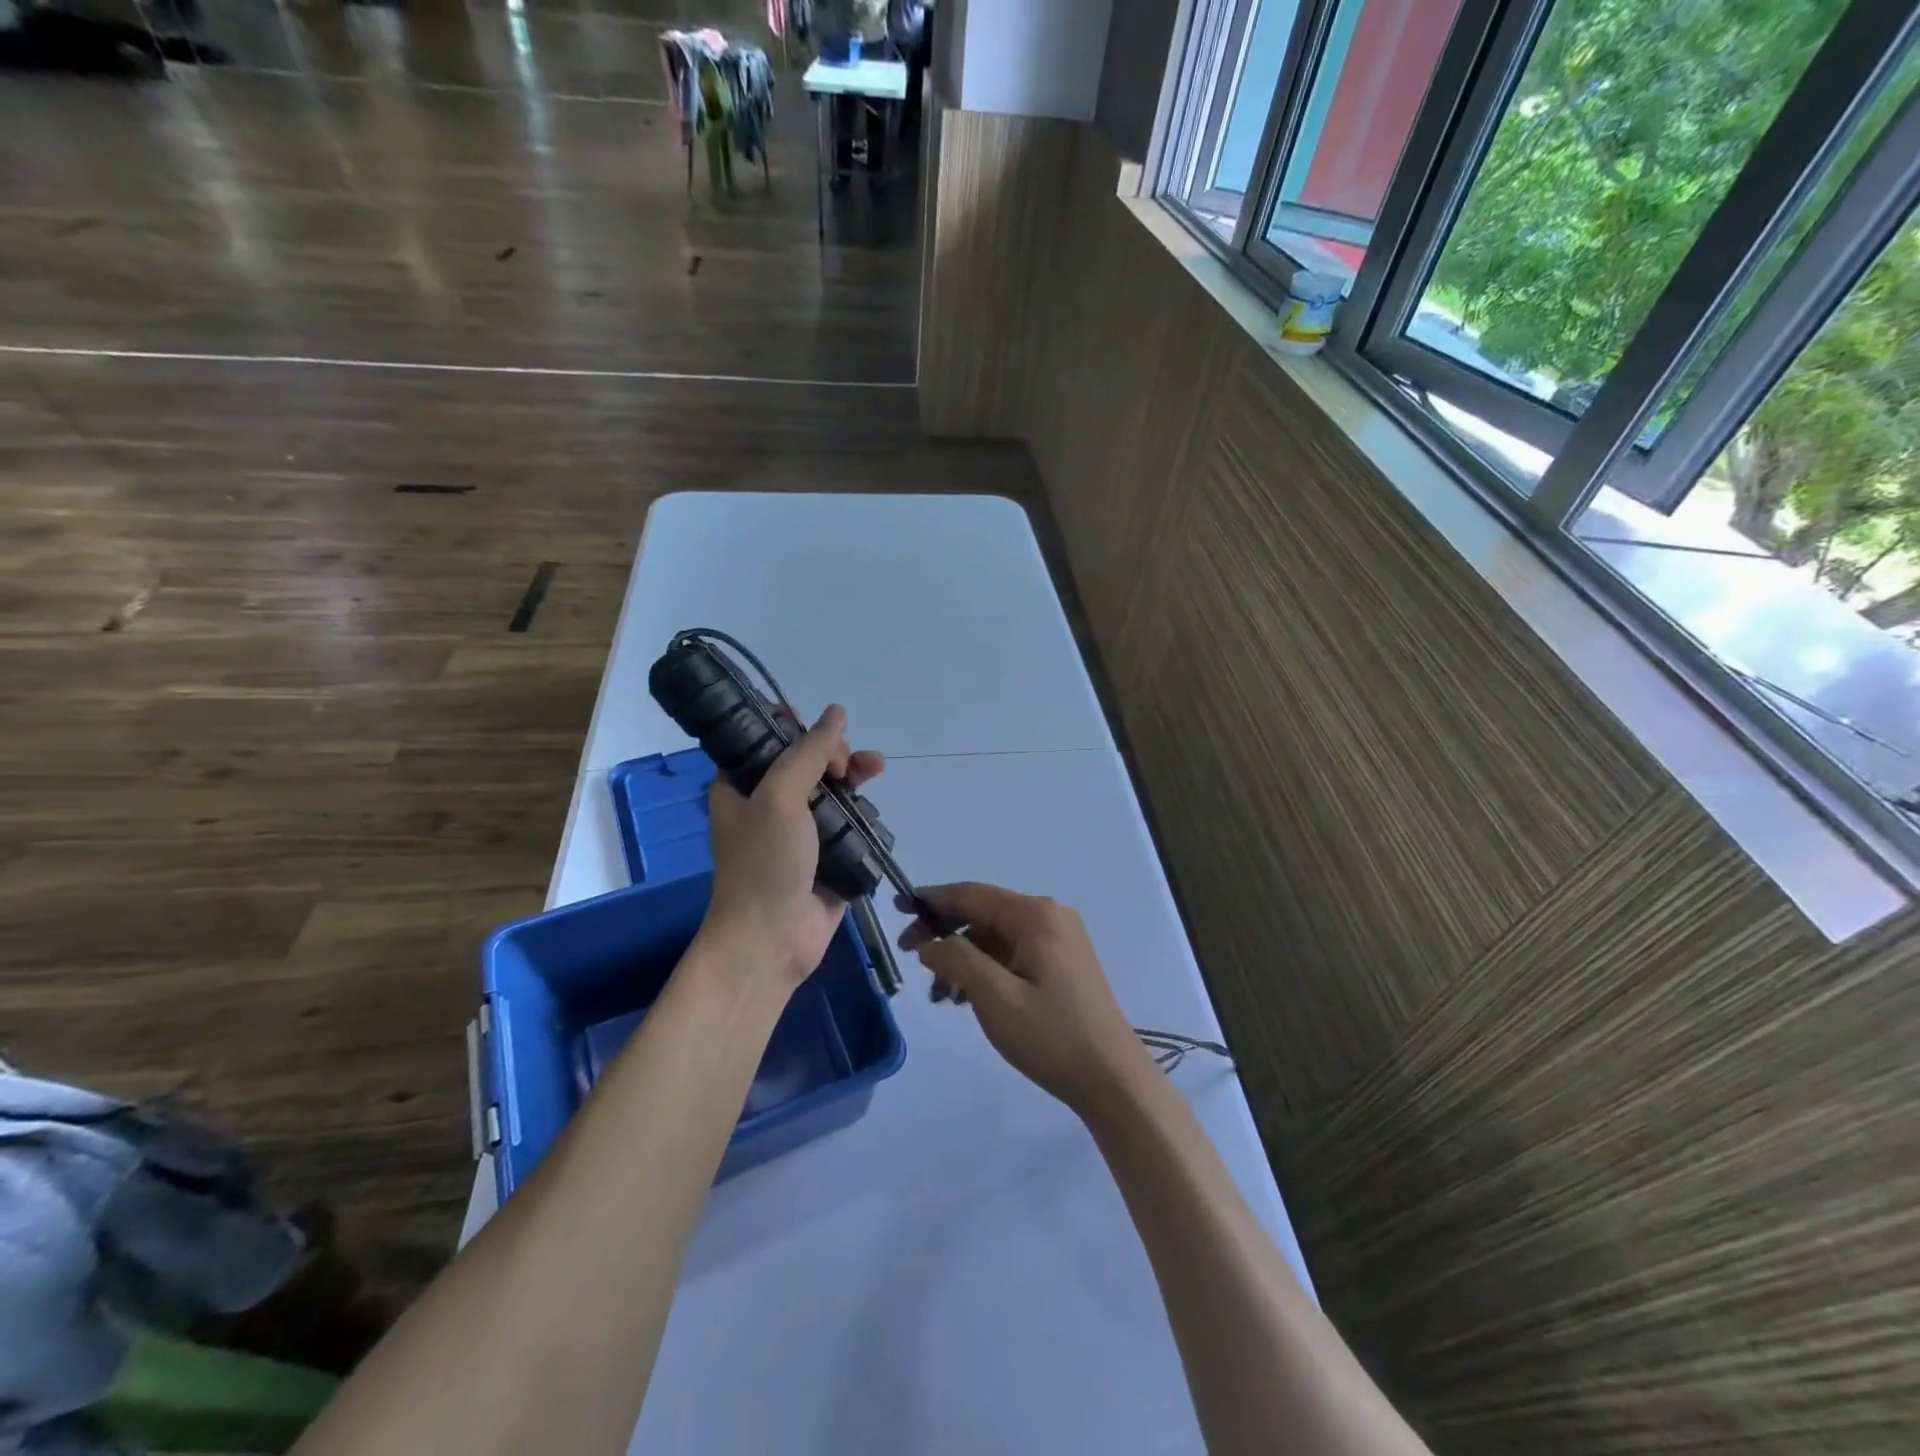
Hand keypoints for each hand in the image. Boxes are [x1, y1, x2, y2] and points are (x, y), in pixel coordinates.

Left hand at [701, 704, 884, 992]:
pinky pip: (848, 826)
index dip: (797, 730)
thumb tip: (836, 712)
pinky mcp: (827, 858)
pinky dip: (863, 816)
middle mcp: (768, 806)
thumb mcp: (780, 797)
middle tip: (849, 764)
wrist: (771, 939)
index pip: (768, 742)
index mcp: (741, 787)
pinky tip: (875, 811)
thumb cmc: (765, 862)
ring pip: (833, 793)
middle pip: (808, 764)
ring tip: (876, 770)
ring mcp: (799, 834)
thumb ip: (808, 752)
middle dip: (835, 754)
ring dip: (854, 779)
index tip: (821, 734)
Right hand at [899, 883, 1154, 1118]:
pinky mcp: (1063, 961)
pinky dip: (986, 967)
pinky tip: (966, 997)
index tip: (897, 908)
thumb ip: (956, 960)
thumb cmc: (1051, 1036)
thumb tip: (929, 941)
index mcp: (1035, 915)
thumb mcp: (995, 998)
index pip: (972, 894)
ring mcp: (1060, 938)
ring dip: (963, 956)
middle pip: (983, 912)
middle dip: (944, 932)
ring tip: (939, 995)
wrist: (1112, 1078)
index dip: (932, 900)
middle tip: (910, 955)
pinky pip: (1013, 952)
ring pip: (996, 935)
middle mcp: (1049, 916)